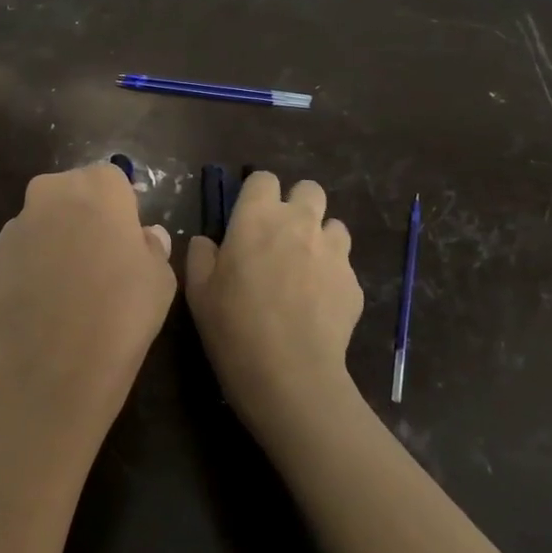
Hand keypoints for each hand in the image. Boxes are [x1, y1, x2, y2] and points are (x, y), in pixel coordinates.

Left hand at [0, 164, 175, 454]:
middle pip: (67, 194)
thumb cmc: (123, 312)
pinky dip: (23, 279)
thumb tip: (145, 237)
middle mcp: (49, 195)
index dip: (120, 207)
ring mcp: (11, 229)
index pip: (111, 179)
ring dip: (48, 247)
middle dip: (79, 217)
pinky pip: (12, 263)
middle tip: (96, 260)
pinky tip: (37, 313)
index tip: (126, 237)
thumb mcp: (161, 280)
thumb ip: (152, 248)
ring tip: (64, 294)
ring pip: (35, 227)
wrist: (54, 364)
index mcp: (97, 188)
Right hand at [185, 173, 364, 451]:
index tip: (248, 217)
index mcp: (257, 218)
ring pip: (333, 225)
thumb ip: (201, 255)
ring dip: (319, 237)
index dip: (257, 194)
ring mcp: (333, 251)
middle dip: (297, 204)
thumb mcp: (198, 291)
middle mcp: (300, 223)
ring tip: (304, 268)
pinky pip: (344, 264)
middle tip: (280, 235)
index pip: (264, 179)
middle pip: (309, 190)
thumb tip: (207, 241)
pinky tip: (317, 302)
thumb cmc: (233, 327)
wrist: (289, 373)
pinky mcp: (354, 281)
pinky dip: (332, 273)